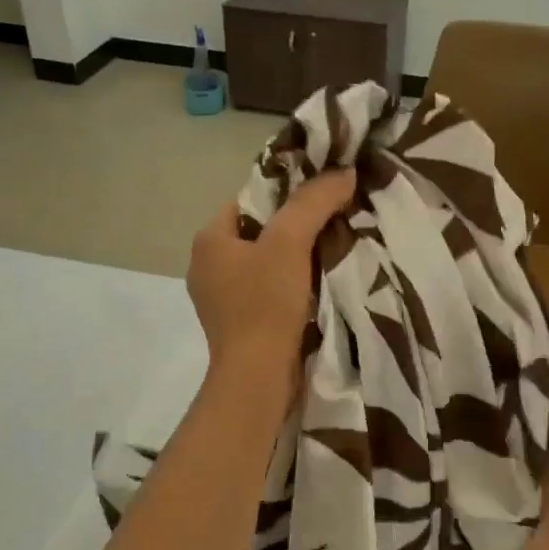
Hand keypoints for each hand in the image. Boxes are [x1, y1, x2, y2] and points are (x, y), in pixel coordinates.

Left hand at [187, 169, 354, 391]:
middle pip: (258, 232)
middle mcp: (206, 266)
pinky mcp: (236, 325)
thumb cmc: (265, 304)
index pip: (250, 200)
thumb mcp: (290, 243)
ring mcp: (219, 299)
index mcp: (208, 240)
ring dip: (293, 259)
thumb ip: (314, 202)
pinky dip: (288, 287)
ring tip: (331, 252)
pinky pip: (265, 292)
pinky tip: (315, 288)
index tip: (321, 197)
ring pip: (263, 264)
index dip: (286, 194)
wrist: (256, 377)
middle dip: (293, 228)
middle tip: (333, 222)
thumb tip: (342, 172)